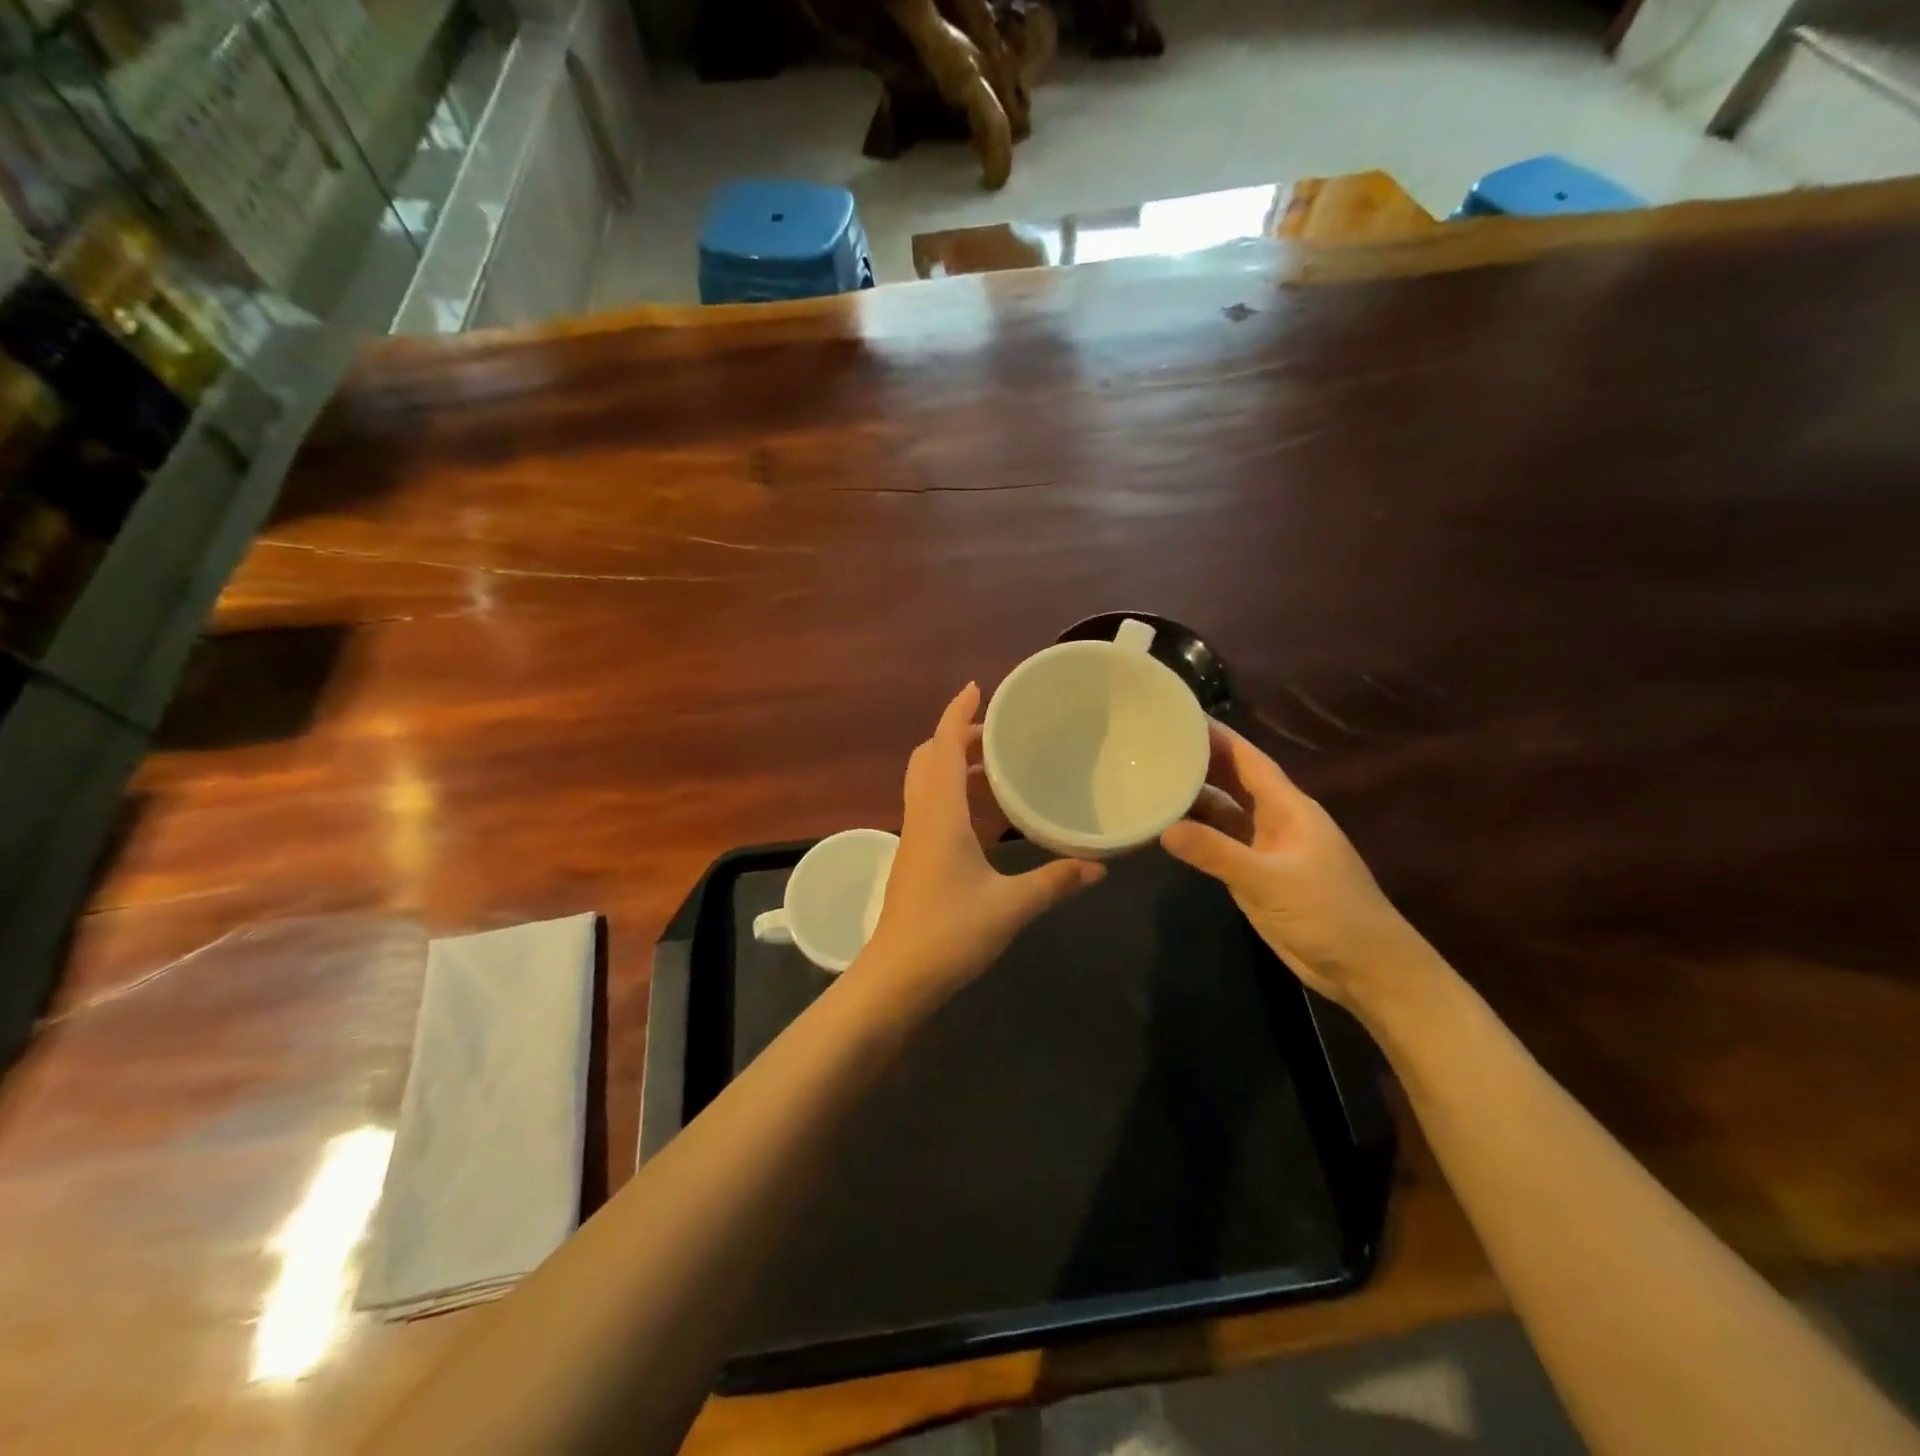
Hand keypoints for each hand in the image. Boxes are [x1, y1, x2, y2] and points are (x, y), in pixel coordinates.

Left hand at [862, 683, 1104, 1005]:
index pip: (943, 746)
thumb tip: (1100, 866)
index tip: (977, 688)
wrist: (897, 977)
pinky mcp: (914, 857)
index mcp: (939, 813)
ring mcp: (914, 837)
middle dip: (958, 735)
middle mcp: (921, 815)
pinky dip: (954, 792)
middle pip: (930, 757)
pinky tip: (985, 812)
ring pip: (927, 782)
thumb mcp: (1011, 906)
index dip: (957, 713)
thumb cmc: (950, 933)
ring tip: (999, 764)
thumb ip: (1055, 881)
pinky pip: (931, 806)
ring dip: (955, 763)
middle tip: (1000, 731)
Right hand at [1161, 721, 1433, 1012]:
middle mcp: (1275, 820)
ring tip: (1149, 780)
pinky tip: (1166, 829)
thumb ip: (1218, 854)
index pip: (1248, 760)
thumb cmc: (1329, 913)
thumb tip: (1164, 829)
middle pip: (1232, 780)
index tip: (1180, 716)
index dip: (1218, 736)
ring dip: (1193, 798)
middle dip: (1198, 761)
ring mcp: (1265, 848)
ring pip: (1223, 812)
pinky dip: (1196, 834)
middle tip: (1153, 745)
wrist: (1364, 968)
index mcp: (1288, 808)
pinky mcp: (1255, 874)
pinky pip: (1219, 843)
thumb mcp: (1270, 881)